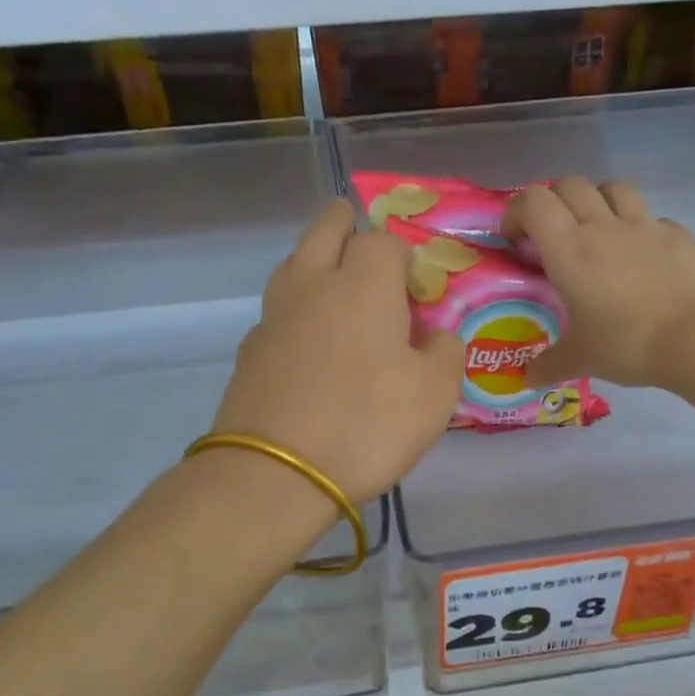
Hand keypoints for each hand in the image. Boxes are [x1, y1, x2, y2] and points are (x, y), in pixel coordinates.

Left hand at [210, 199, 462, 501]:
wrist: (277, 472)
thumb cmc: (368, 424)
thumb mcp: (435, 394)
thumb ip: (444, 352)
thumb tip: (434, 336)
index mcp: (364, 283)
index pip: (382, 240)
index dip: (403, 254)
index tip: (416, 284)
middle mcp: (314, 285)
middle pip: (324, 231)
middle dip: (343, 223)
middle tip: (354, 225)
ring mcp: (274, 316)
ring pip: (292, 264)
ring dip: (312, 258)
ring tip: (329, 275)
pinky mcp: (250, 351)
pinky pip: (276, 311)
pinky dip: (294, 308)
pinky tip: (305, 336)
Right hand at [503, 178, 694, 387]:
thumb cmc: (626, 343)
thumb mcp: (580, 359)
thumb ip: (549, 364)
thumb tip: (528, 378)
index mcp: (569, 250)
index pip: (534, 202)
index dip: (517, 211)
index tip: (515, 238)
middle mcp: (603, 227)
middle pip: (570, 184)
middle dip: (554, 201)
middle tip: (552, 233)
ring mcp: (644, 226)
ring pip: (613, 188)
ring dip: (597, 200)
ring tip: (596, 230)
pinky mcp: (678, 235)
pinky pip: (652, 217)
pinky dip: (639, 227)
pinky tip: (641, 255)